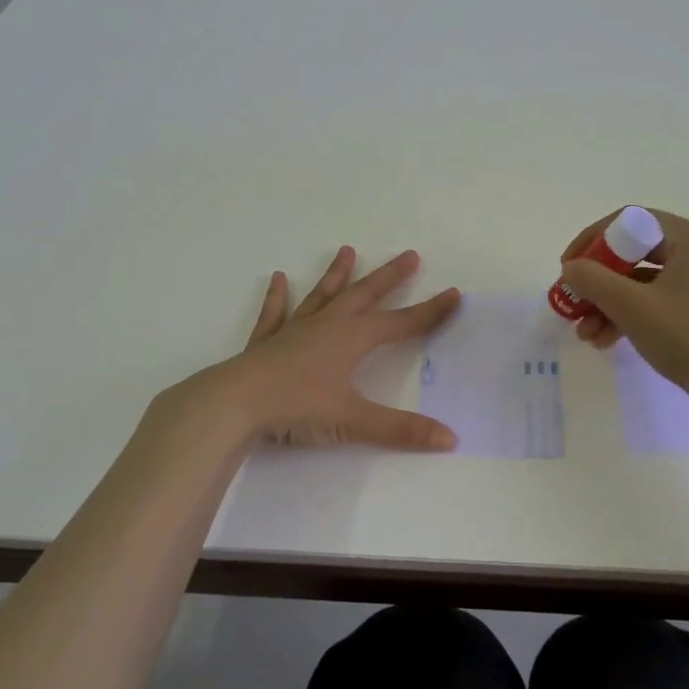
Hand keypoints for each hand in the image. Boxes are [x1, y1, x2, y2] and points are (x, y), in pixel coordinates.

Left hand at [214, 246, 461, 450]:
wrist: (234, 404)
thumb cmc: (296, 407)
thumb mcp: (352, 420)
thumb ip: (401, 430)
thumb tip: (450, 439)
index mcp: (351, 339)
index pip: (400, 323)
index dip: (430, 311)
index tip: (454, 294)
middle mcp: (327, 326)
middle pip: (364, 295)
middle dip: (389, 277)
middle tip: (410, 255)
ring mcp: (294, 331)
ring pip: (322, 296)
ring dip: (336, 275)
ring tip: (347, 250)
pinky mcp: (266, 343)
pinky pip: (275, 314)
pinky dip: (278, 297)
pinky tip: (279, 279)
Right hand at [560, 208, 688, 413]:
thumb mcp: (633, 307)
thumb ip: (593, 281)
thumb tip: (571, 268)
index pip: (629, 220)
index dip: (591, 240)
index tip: (567, 268)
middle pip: (634, 253)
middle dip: (598, 282)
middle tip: (572, 303)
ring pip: (643, 282)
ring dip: (610, 304)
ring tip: (586, 335)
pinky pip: (659, 302)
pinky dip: (632, 317)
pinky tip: (607, 341)